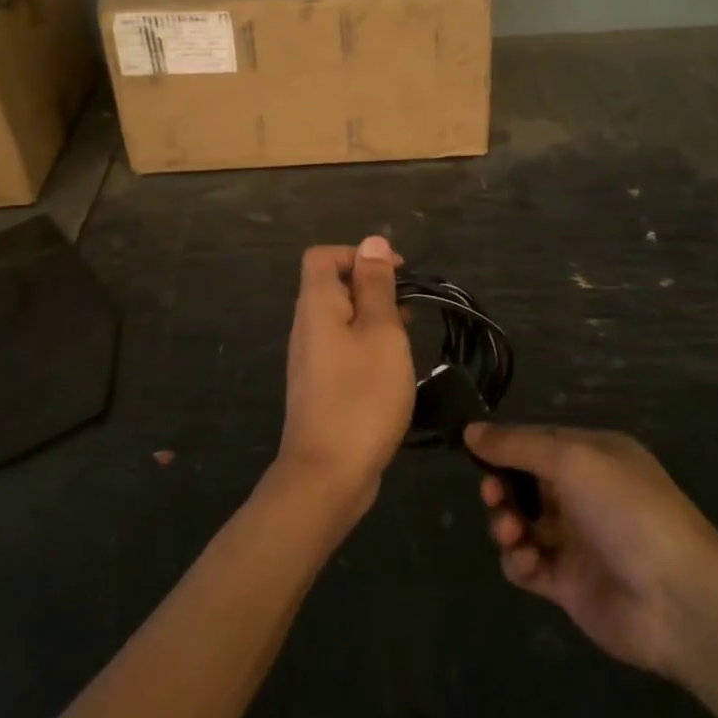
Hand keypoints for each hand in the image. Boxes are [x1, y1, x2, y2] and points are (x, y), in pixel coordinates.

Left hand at [276, 237, 416, 517]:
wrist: (328, 474)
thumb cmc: (361, 394)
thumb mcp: (380, 331)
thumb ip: (376, 286)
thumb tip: (372, 243)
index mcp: (317, 305)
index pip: (324, 256)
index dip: (359, 254)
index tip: (397, 273)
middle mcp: (307, 326)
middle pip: (333, 286)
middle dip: (373, 286)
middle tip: (409, 307)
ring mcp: (311, 359)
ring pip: (341, 319)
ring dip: (374, 318)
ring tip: (409, 335)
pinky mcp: (320, 387)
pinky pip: (343, 348)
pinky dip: (368, 345)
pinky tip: (393, 367)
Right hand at [466, 423, 717, 680]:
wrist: (677, 597)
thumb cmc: (625, 509)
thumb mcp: (570, 460)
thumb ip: (517, 446)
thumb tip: (471, 430)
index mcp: (592, 456)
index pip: (536, 442)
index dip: (504, 446)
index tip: (471, 449)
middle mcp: (583, 493)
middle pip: (523, 483)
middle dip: (501, 486)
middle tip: (493, 495)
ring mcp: (576, 540)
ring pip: (521, 522)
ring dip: (505, 523)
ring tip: (510, 532)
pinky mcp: (568, 584)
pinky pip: (527, 565)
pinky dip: (518, 560)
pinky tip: (527, 561)